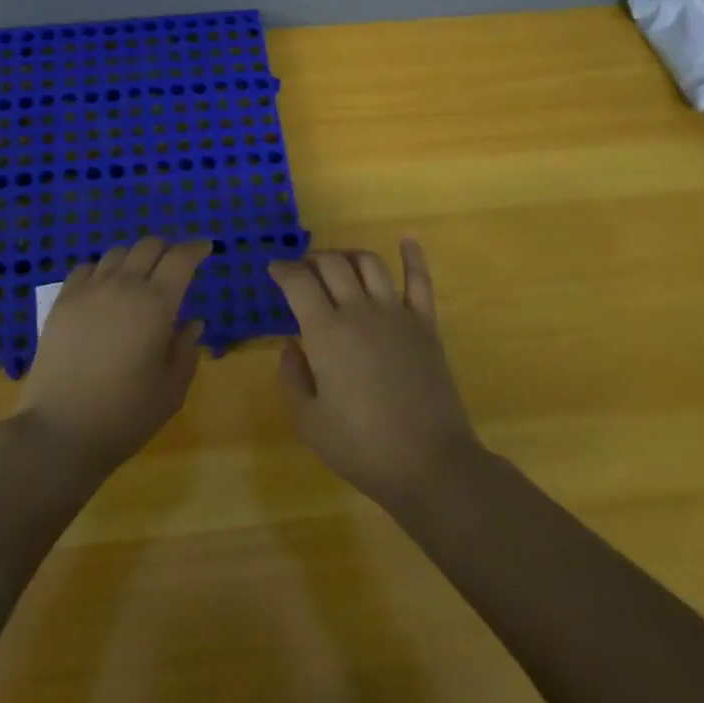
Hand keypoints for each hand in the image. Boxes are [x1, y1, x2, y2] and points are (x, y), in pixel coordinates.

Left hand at [14, 238, 211, 468]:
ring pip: (117, 253)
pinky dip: (102, 269)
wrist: (61, 430)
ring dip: (135, 257)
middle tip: (175, 263)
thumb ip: (186, 351)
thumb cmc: (126, 415)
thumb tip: (193, 323)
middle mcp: (123, 286)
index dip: (195, 249)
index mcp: (157, 304)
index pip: (181, 259)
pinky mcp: (62, 301)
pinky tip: (104, 286)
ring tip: (139, 275)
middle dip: (167, 248)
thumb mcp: (171, 390)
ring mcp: (89, 290)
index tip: (205, 248)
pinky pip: (86, 268)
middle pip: (149, 246)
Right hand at [270, 240, 481, 509]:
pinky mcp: (425, 325)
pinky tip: (407, 238)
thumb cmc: (361, 447)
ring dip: (348, 255)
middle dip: (311, 260)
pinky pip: (419, 280)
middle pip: (332, 264)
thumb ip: (292, 378)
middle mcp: (359, 311)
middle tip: (302, 271)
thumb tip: (290, 346)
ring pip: (369, 263)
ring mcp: (396, 314)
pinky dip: (412, 255)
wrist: (429, 464)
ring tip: (339, 264)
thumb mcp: (308, 422)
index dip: (282, 269)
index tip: (274, 269)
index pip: (298, 282)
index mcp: (325, 333)